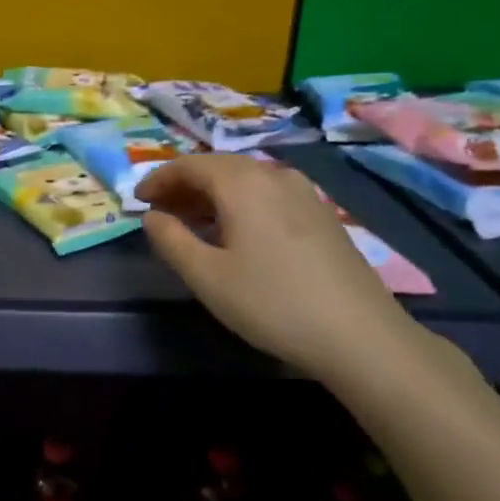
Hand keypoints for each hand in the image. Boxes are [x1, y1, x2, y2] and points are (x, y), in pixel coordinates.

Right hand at [136, 154, 417, 377]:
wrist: (361, 336)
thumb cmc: (272, 303)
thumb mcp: (207, 276)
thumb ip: (171, 240)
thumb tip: (152, 216)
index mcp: (243, 183)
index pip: (190, 165)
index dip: (159, 179)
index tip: (139, 201)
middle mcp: (274, 176)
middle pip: (219, 167)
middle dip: (184, 185)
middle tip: (160, 211)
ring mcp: (304, 193)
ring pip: (245, 180)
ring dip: (212, 195)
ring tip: (191, 222)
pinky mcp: (322, 215)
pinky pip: (268, 194)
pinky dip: (240, 204)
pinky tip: (235, 233)